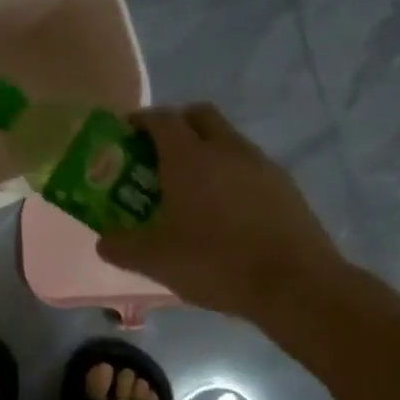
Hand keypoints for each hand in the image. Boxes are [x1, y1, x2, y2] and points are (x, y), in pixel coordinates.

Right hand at [98, 104, 348, 333]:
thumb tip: (104, 240)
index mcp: (189, 157)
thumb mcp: (154, 261)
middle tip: (157, 156)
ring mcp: (260, 165)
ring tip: (190, 189)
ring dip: (205, 150)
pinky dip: (230, 174)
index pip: (160, 120)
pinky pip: (248, 166)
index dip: (139, 122)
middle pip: (198, 116)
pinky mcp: (284, 186)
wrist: (294, 283)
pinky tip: (224, 211)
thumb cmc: (215, 262)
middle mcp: (226, 149)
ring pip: (227, 139)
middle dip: (175, 126)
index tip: (125, 137)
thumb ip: (121, 246)